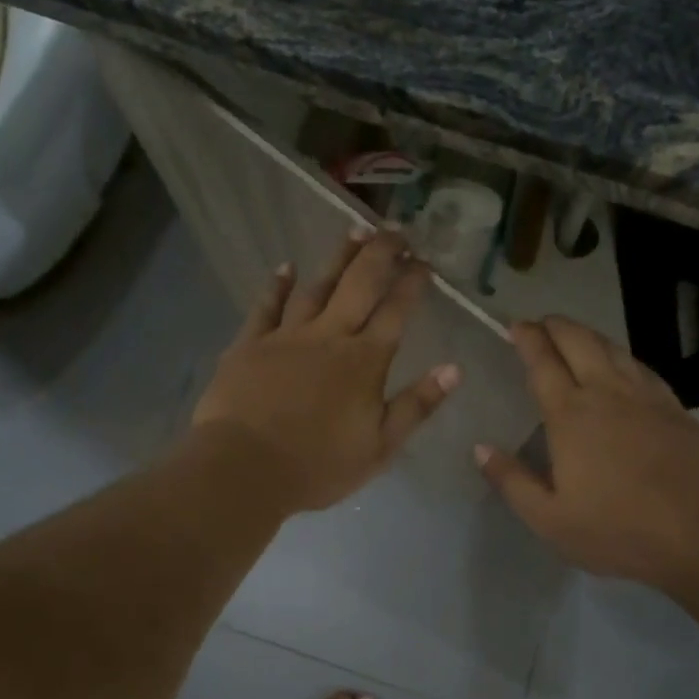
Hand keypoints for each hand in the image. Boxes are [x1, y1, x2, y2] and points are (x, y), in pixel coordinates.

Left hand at [192, 229, 459, 512]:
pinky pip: (266, 306)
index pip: (396, 311)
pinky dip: (277, 285)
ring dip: (338, 258)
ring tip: (355, 231)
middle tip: (396, 230)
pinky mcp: (250, 344)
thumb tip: (454, 368)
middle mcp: (330, 336)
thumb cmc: (318, 465)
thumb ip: (417, 405)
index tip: (425, 261)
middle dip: (381, 253)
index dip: (412, 282)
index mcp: (365, 361)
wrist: (244, 469)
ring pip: (318, 286)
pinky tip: (287, 266)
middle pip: (359, 284)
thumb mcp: (381, 447)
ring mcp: (287, 336)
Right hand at [476, 317, 698, 595]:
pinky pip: (642, 367)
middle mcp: (606, 392)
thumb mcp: (550, 520)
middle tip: (541, 324)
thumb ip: (512, 481)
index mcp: (570, 415)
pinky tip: (623, 365)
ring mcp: (645, 396)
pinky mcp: (675, 407)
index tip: (515, 326)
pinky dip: (622, 356)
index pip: (543, 362)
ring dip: (588, 335)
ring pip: (613, 348)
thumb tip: (480, 448)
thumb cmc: (618, 528)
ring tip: (575, 336)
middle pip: (579, 341)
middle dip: (556, 326)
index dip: (527, 338)